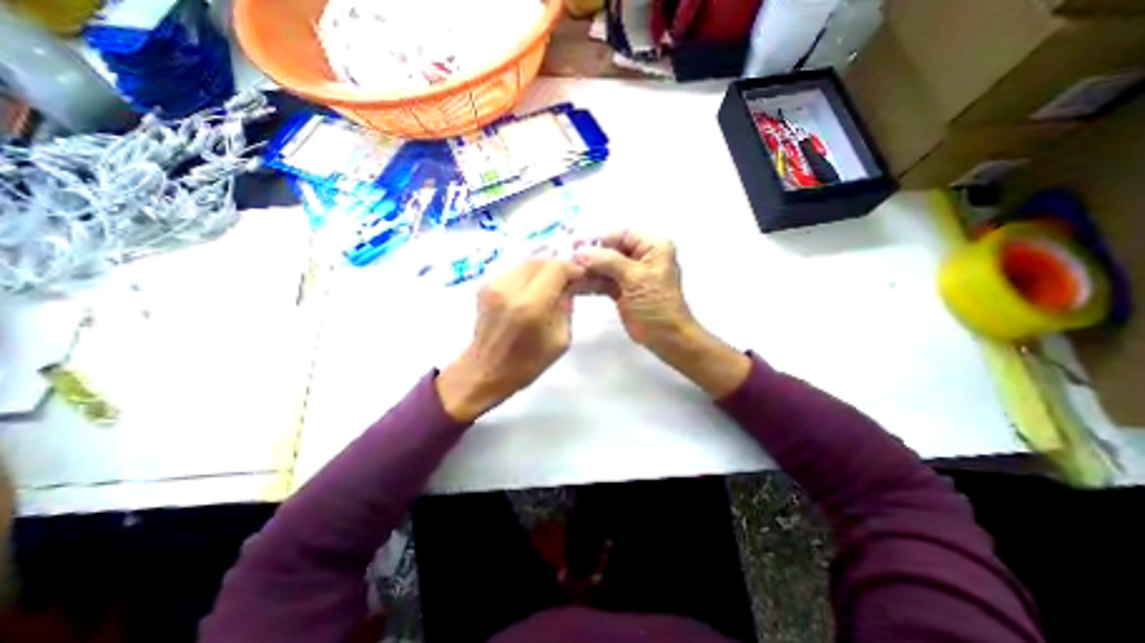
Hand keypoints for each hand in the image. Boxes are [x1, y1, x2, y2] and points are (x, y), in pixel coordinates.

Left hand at [437, 258, 585, 424]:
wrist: (486, 370)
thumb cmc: (528, 362)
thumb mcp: (560, 339)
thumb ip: (567, 306)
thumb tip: (571, 285)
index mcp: (531, 306)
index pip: (556, 268)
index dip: (572, 268)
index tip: (580, 277)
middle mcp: (510, 288)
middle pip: (541, 261)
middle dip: (557, 268)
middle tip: (566, 281)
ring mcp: (493, 284)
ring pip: (526, 262)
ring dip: (542, 269)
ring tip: (550, 284)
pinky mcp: (485, 285)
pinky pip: (514, 269)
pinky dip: (528, 274)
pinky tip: (532, 288)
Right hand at [578, 231, 693, 350]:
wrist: (665, 337)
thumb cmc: (657, 304)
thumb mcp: (636, 278)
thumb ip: (609, 261)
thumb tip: (582, 251)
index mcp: (652, 247)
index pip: (622, 235)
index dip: (599, 239)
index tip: (577, 245)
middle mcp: (641, 257)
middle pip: (610, 250)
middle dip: (590, 256)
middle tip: (568, 261)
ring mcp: (629, 275)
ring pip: (604, 266)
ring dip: (587, 270)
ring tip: (569, 274)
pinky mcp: (620, 290)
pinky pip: (602, 281)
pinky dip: (590, 283)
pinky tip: (575, 284)